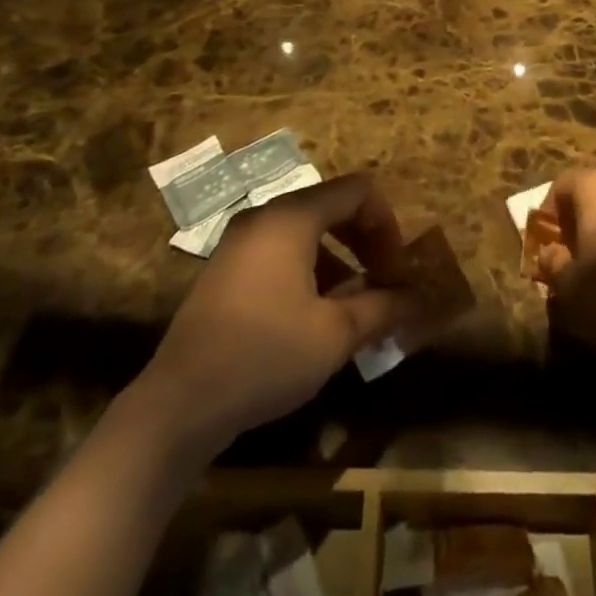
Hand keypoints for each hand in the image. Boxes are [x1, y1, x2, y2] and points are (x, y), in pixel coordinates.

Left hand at [139, 172, 418, 454]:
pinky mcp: (227, 268)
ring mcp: (241, 241)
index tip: (397, 272)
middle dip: (366, 241)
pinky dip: (310, 269)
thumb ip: (382, 308)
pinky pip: (281, 250)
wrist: (179, 404)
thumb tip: (416, 299)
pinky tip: (317, 316)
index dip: (387, 226)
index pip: (358, 191)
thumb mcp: (334, 335)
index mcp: (292, 217)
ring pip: (307, 231)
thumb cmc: (265, 356)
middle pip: (332, 206)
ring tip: (356, 307)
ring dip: (340, 259)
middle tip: (385, 283)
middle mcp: (265, 215)